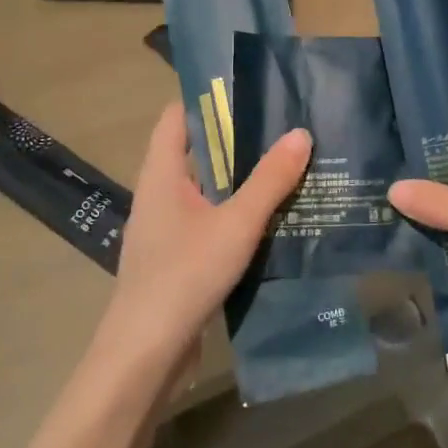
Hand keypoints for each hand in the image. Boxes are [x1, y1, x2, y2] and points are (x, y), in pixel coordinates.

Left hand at [91, 102, 310, 381]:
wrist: (146, 354)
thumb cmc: (185, 275)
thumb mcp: (236, 223)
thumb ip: (269, 180)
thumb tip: (300, 134)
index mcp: (161, 175)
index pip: (176, 118)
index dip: (207, 100)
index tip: (250, 93)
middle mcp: (158, 195)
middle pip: (195, 153)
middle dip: (236, 141)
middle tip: (283, 130)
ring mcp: (166, 230)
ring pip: (205, 191)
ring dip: (239, 181)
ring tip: (287, 169)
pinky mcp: (177, 259)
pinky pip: (209, 222)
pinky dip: (235, 215)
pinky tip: (271, 221)